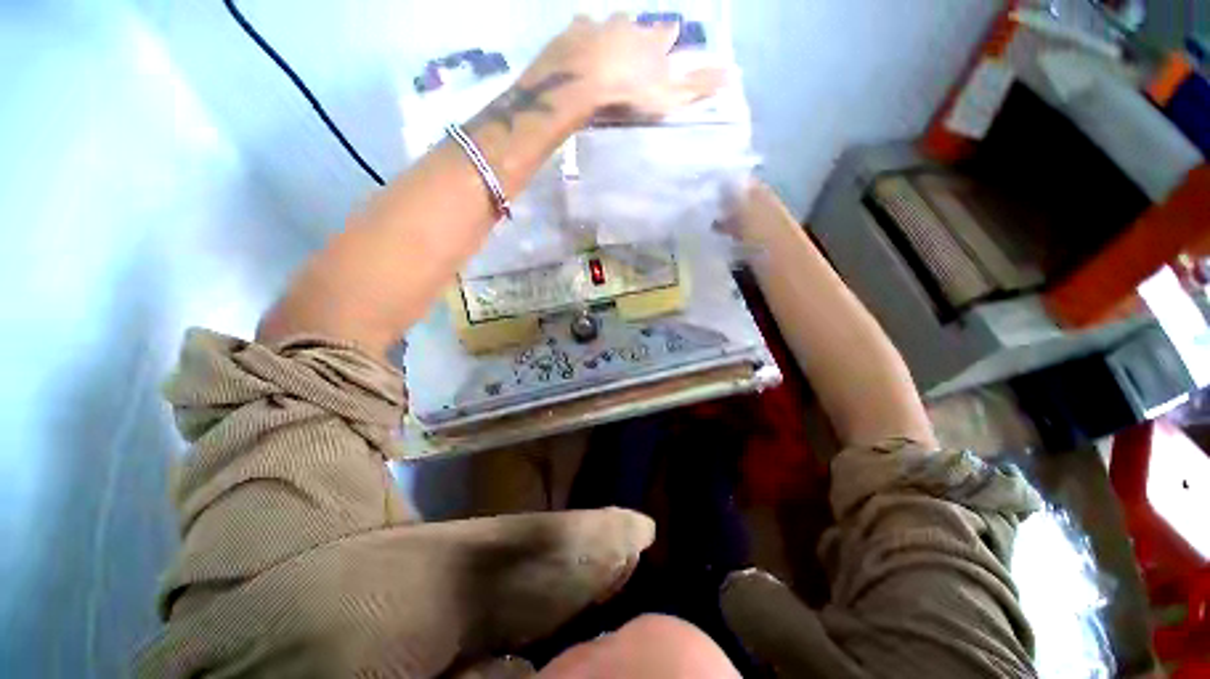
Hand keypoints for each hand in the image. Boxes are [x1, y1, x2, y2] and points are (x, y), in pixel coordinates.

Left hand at [524, 14, 725, 119]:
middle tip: (634, 39)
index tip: (673, 32)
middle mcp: (629, 26)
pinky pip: (580, 25)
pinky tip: (579, 37)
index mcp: (652, 41)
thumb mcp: (671, 94)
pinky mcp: (576, 31)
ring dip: (609, 28)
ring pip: (608, 21)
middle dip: (638, 30)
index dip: (670, 34)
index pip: (668, 32)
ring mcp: (601, 25)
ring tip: (606, 40)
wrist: (588, 77)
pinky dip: (582, 31)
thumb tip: (734, 75)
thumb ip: (699, 86)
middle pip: (637, 23)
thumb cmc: (633, 88)